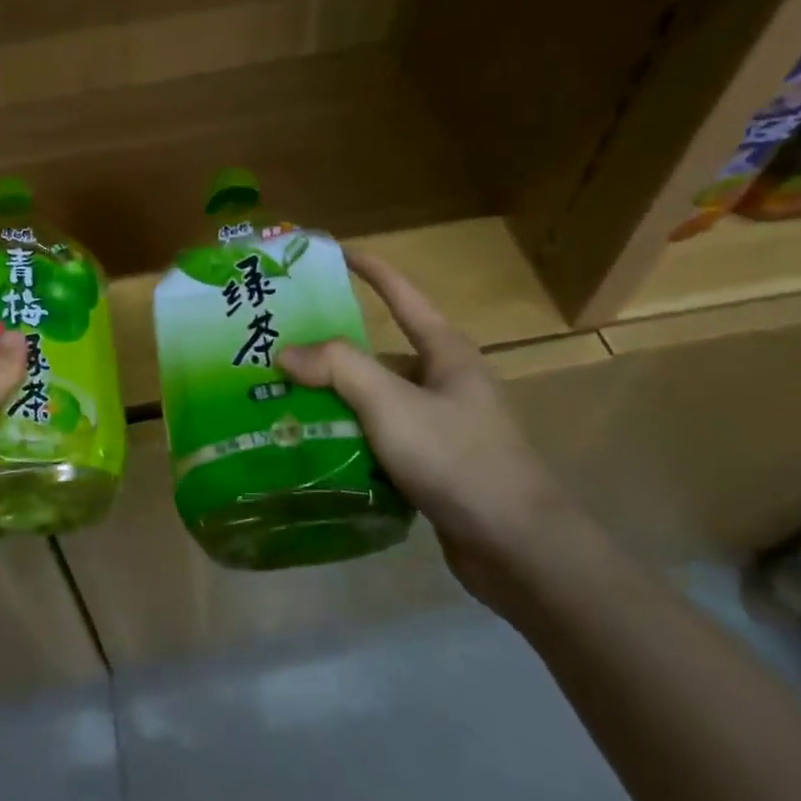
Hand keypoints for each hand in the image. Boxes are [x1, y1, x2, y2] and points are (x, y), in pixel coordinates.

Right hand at [276, 250, 575, 605]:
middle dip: (333, 351)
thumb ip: (338, 368)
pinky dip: (351, 438)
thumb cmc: (457, 458)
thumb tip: (285, 352)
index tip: (336, 251)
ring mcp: (442, 426)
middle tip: (281, 347)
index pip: (403, 296)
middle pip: (380, 353)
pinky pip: (382, 439)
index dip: (371, 270)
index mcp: (445, 353)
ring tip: (283, 399)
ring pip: (377, 400)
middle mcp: (445, 382)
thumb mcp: (391, 404)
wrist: (519, 549)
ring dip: (337, 400)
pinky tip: (315, 448)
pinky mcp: (435, 465)